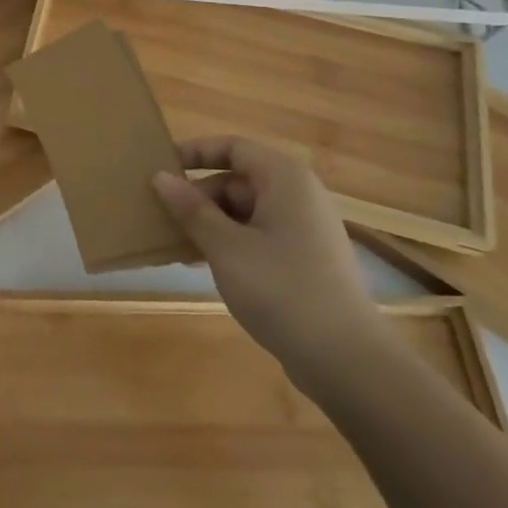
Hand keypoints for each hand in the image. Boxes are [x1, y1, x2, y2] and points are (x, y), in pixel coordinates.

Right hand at [151, 136, 385, 388]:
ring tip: (175, 244)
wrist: (346, 359)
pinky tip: (203, 265)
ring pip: (245, 211)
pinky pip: (258, 236)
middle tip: (161, 217)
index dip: (195, 152)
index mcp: (284, 179)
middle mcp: (298, 196)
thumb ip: (191, 209)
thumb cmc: (281, 289)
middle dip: (198, 197)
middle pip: (237, 180)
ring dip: (209, 223)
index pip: (233, 148)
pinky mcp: (305, 260)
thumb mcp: (225, 246)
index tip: (160, 167)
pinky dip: (229, 242)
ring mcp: (304, 229)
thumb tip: (160, 177)